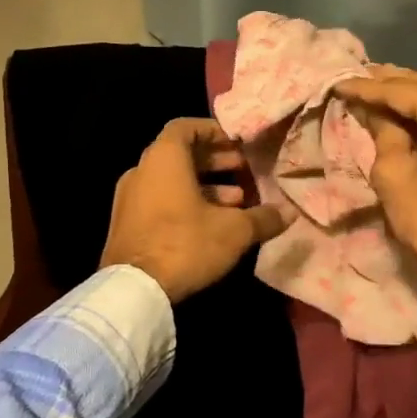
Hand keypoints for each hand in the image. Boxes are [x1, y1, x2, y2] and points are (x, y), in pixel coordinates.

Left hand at [100, 118, 293, 302]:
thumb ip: (263, 218)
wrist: (134, 290)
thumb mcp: (234, 231)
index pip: (185, 127)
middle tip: (243, 168)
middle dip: (214, 161)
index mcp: (164, 159)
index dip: (213, 131)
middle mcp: (141, 171)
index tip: (237, 142)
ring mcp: (129, 199)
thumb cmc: (185, 244)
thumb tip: (289, 212)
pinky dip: (186, 204)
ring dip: (204, 186)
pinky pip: (160, 201)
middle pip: (180, 155)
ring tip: (237, 200)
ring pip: (171, 181)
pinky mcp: (126, 225)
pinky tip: (212, 225)